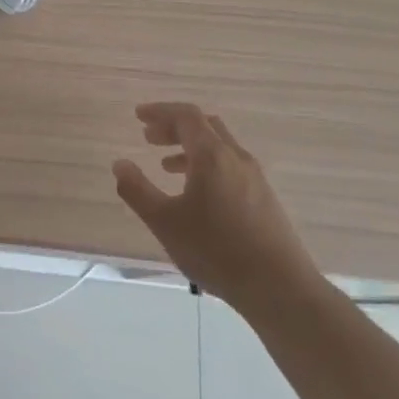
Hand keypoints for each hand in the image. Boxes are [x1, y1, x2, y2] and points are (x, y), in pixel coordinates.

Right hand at [111, 102, 316, 308]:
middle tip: (148, 137)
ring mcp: (255, 178)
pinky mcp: (264, 198)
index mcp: (212, 156)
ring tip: (166, 166)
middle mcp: (236, 158)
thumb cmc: (215, 250)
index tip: (138, 115)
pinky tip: (196, 193)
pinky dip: (207, 165)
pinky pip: (230, 166)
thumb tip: (119, 164)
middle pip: (204, 126)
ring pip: (219, 147)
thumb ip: (137, 190)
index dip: (160, 111)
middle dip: (174, 126)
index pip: (186, 116)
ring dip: (190, 147)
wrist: (278, 287)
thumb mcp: (165, 222)